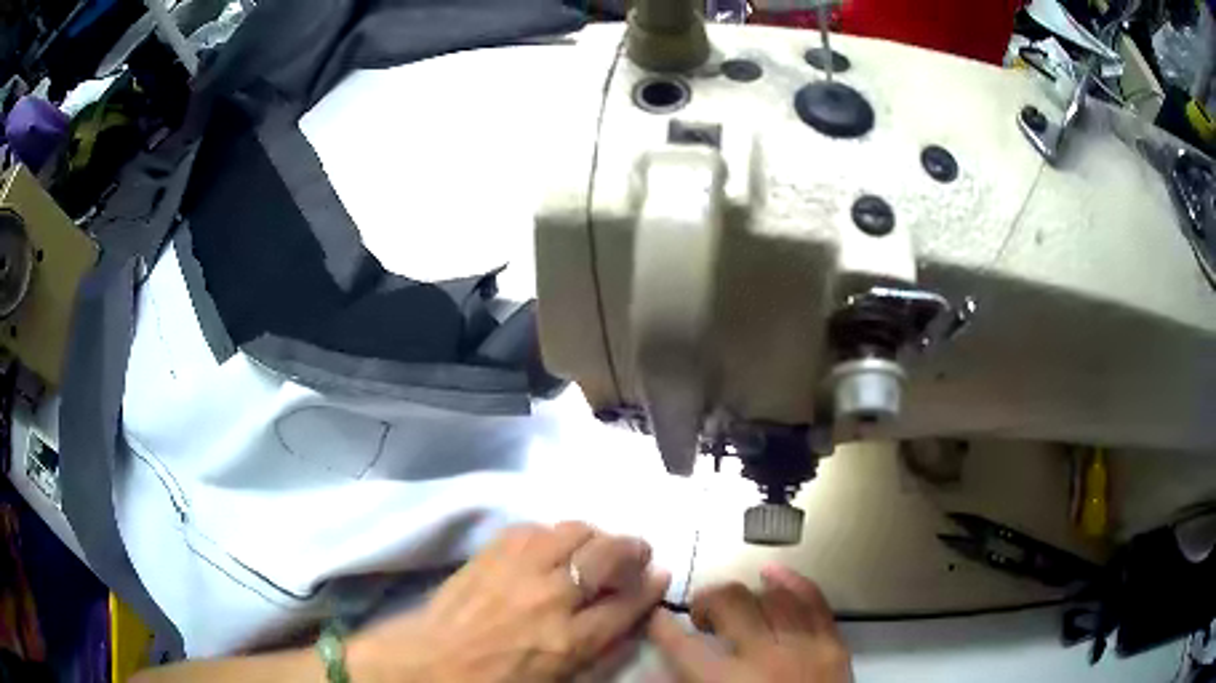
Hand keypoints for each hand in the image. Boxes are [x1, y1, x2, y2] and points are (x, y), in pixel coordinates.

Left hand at [349, 522, 669, 682]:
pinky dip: (551, 534)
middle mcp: (550, 596)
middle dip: (632, 549)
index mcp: (568, 639)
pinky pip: (532, 528)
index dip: (650, 586)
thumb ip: (602, 652)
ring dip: (593, 536)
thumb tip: (633, 618)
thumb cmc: (498, 680)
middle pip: (608, 555)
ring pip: (573, 531)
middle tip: (635, 552)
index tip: (660, 574)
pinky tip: (549, 546)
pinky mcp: (491, 552)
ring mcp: (517, 569)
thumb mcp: (560, 681)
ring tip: (593, 546)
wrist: (432, 662)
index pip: (627, 603)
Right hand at [648, 566, 851, 682]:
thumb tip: (653, 673)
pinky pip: (814, 601)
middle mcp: (764, 658)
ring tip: (735, 603)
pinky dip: (793, 583)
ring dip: (747, 594)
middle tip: (701, 615)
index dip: (663, 627)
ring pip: (771, 597)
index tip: (657, 618)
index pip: (683, 645)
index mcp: (727, 682)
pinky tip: (774, 574)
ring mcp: (804, 647)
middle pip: (731, 604)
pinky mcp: (833, 644)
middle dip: (707, 601)